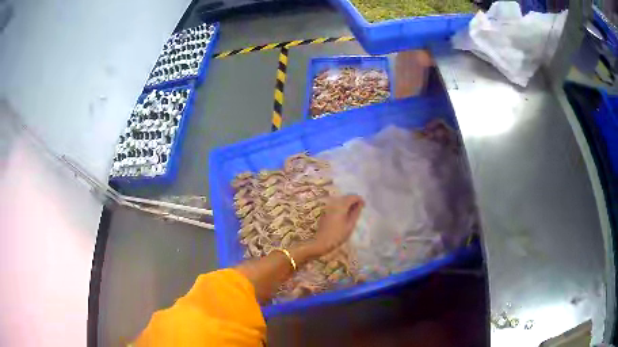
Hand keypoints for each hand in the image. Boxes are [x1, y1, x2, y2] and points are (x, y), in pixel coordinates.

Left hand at [310, 195, 364, 255]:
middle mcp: (333, 203)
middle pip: (346, 197)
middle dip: (353, 201)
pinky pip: (335, 205)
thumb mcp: (350, 225)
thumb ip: (356, 213)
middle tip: (360, 209)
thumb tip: (360, 204)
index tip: (364, 205)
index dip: (359, 199)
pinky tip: (344, 215)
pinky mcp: (325, 212)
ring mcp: (328, 207)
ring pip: (340, 201)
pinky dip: (341, 207)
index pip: (352, 196)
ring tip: (353, 213)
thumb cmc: (338, 235)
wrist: (320, 242)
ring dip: (347, 204)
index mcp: (341, 205)